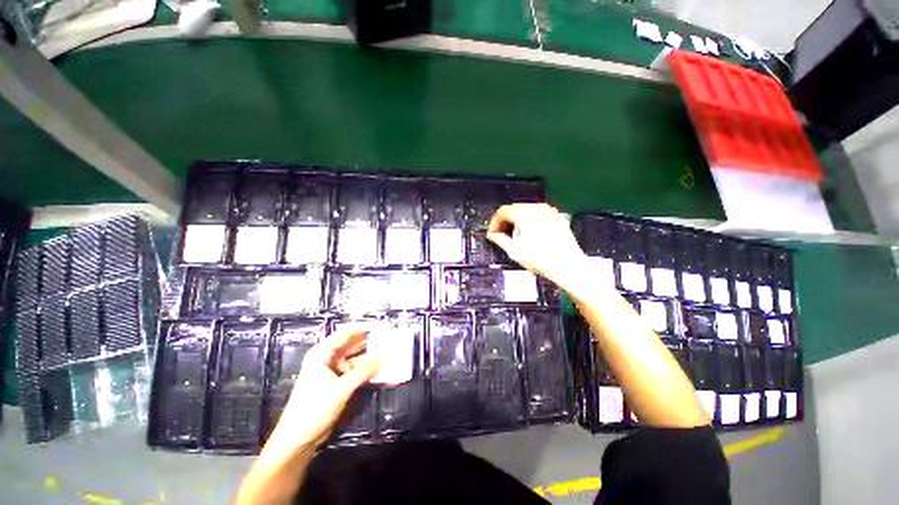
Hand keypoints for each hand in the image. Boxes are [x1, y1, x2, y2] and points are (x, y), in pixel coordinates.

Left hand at [266, 326, 381, 453]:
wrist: (297, 439)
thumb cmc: (313, 410)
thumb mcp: (340, 390)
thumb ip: (363, 372)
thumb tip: (383, 360)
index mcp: (322, 353)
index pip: (347, 332)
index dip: (366, 327)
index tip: (383, 327)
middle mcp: (327, 357)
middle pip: (352, 342)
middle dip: (370, 340)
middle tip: (389, 338)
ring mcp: (332, 369)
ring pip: (355, 356)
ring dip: (370, 355)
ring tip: (388, 352)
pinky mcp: (337, 381)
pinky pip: (355, 369)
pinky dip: (367, 369)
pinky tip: (380, 369)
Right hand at [487, 203, 587, 287]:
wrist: (567, 265)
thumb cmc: (540, 258)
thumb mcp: (514, 250)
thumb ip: (500, 239)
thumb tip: (492, 235)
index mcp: (524, 214)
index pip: (503, 212)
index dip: (495, 223)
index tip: (492, 233)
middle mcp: (537, 208)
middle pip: (515, 209)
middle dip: (505, 221)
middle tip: (501, 234)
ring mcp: (549, 212)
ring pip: (527, 211)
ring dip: (517, 221)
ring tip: (515, 236)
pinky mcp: (557, 218)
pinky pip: (538, 215)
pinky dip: (530, 221)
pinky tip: (530, 235)